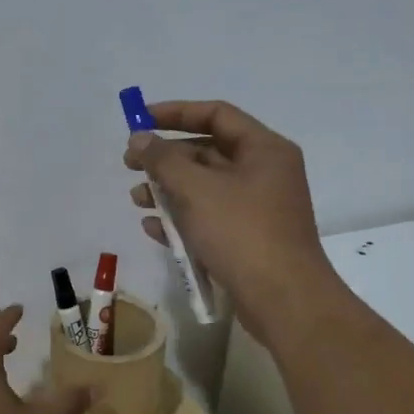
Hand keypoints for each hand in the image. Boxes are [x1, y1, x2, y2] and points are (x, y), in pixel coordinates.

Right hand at [124, 99, 343, 338]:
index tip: (139, 120)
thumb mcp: (197, 189)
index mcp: (264, 149)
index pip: (216, 115)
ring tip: (136, 200)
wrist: (283, 299)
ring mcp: (256, 209)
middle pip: (207, 152)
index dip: (175, 113)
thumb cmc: (242, 232)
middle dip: (165, 158)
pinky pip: (208, 219)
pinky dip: (180, 220)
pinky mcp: (246, 240)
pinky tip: (152, 228)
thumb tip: (139, 138)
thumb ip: (163, 160)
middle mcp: (264, 173)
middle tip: (130, 165)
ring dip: (167, 191)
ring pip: (204, 188)